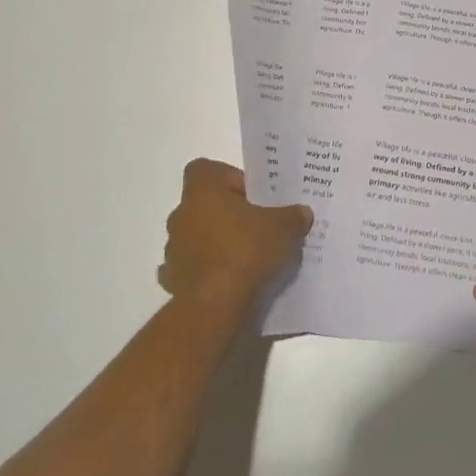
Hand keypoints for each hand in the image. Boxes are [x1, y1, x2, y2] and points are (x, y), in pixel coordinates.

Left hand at [160, 159, 312, 313]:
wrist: (214, 306)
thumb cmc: (245, 251)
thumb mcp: (284, 228)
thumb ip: (293, 216)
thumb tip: (302, 213)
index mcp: (203, 192)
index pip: (206, 169)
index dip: (229, 177)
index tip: (252, 195)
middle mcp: (181, 214)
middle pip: (204, 204)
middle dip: (228, 213)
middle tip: (256, 226)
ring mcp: (174, 248)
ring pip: (197, 236)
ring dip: (216, 242)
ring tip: (246, 257)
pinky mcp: (172, 279)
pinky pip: (192, 267)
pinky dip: (207, 271)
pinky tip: (228, 281)